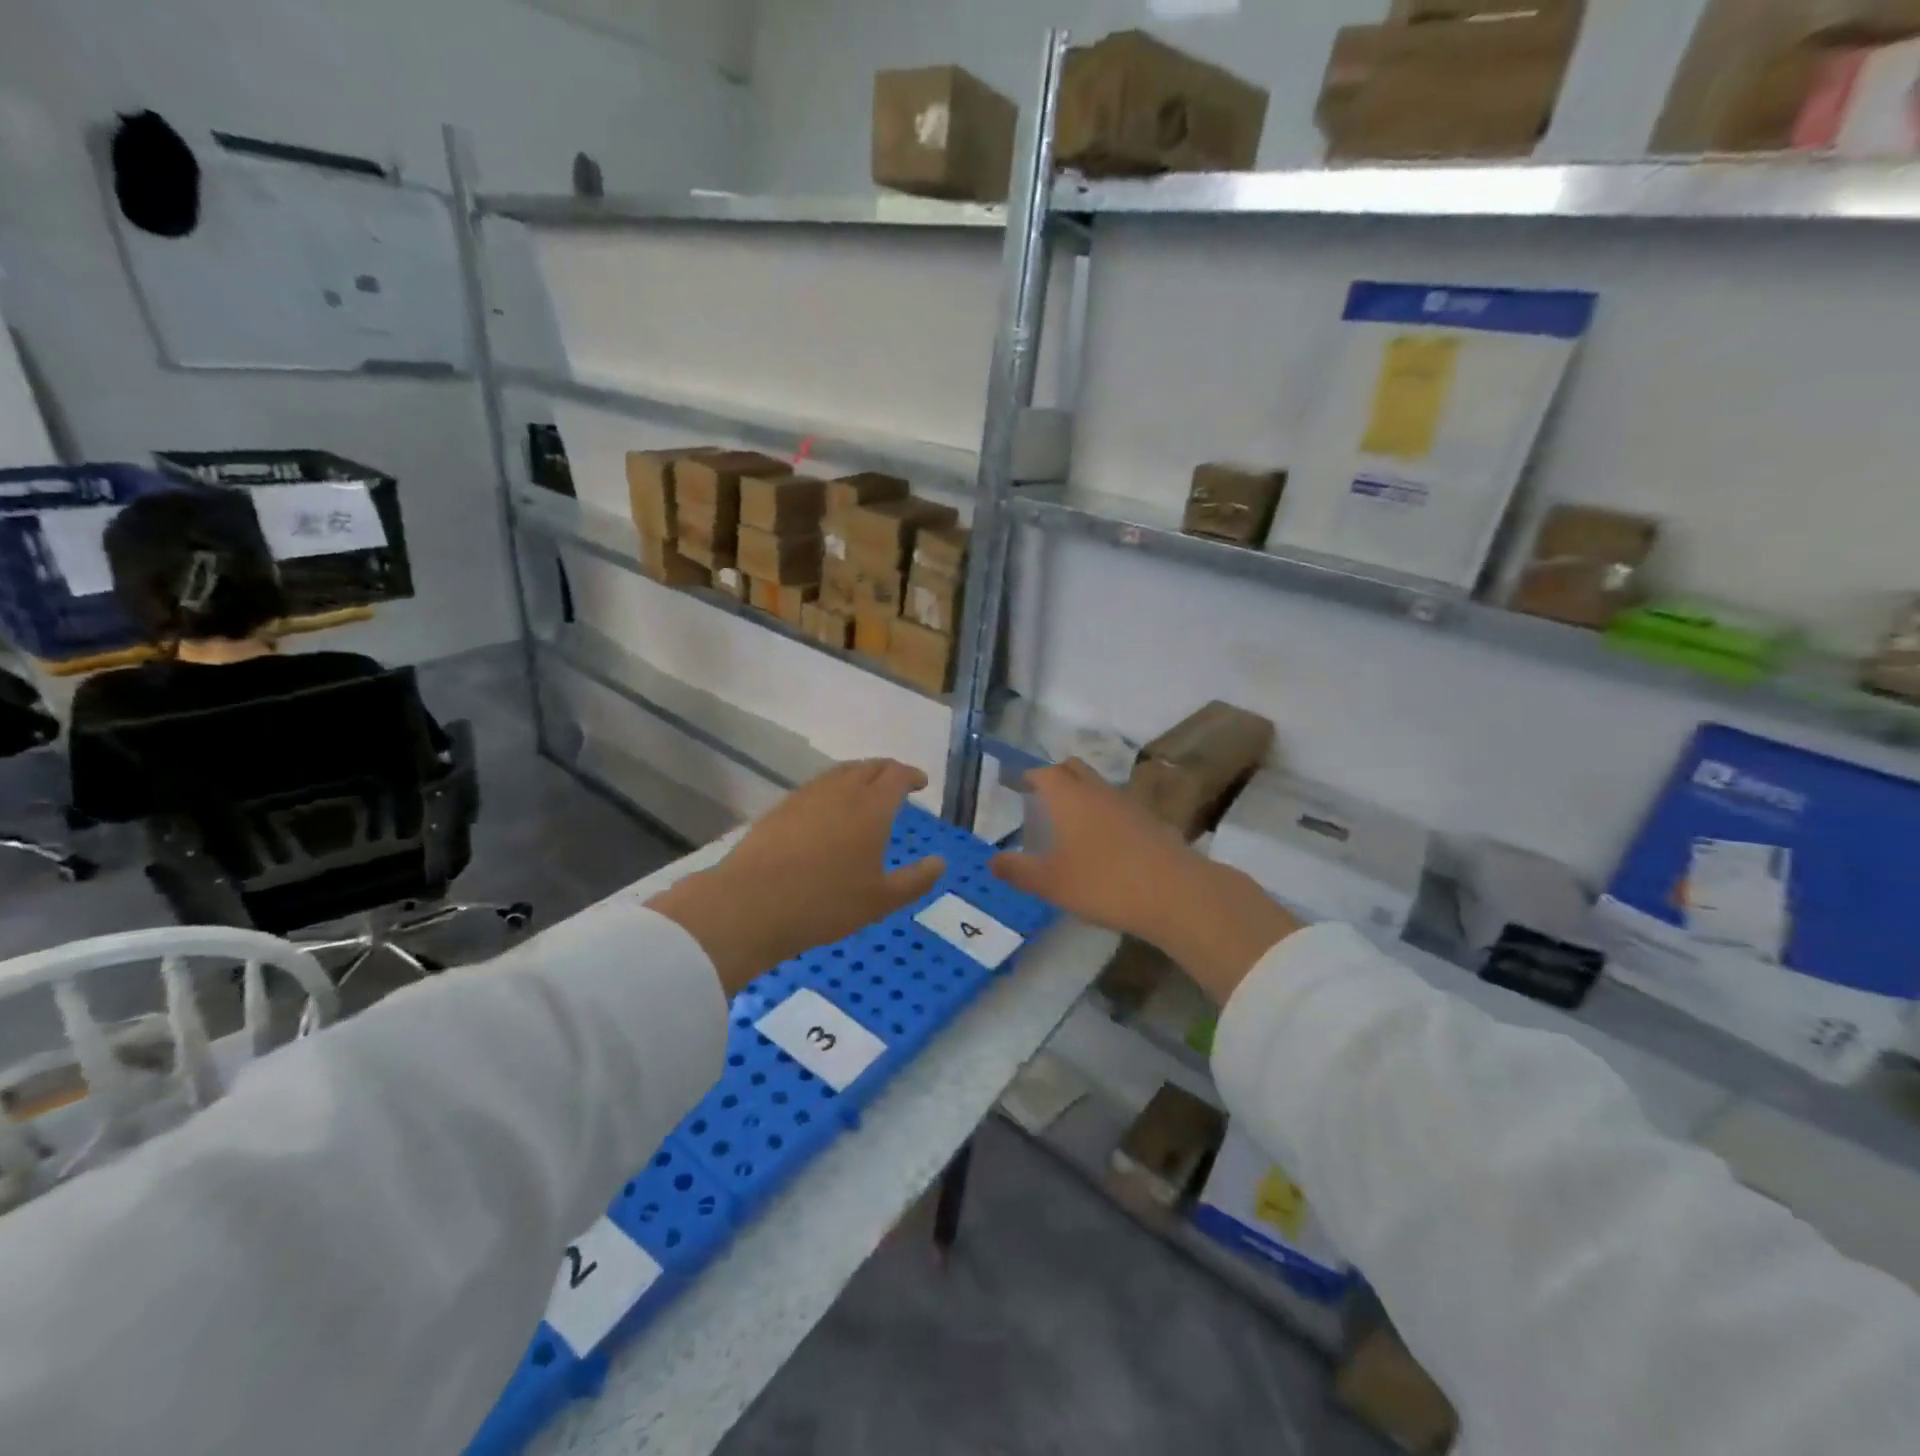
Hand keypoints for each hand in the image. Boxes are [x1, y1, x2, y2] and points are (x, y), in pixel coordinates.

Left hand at [649, 759, 945, 993]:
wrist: (751, 904)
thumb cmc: (825, 903)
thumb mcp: (880, 901)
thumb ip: (915, 881)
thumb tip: (940, 862)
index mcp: (871, 808)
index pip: (896, 776)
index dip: (911, 775)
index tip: (921, 782)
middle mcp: (840, 792)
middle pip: (868, 767)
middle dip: (887, 770)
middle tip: (897, 781)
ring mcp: (806, 796)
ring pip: (839, 773)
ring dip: (859, 774)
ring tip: (865, 790)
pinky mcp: (781, 808)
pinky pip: (816, 787)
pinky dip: (833, 788)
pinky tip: (828, 809)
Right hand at [990, 759, 1299, 1004]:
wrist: (1175, 893)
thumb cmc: (1104, 883)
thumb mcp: (1051, 883)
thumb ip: (1019, 871)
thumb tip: (992, 861)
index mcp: (1069, 798)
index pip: (1044, 773)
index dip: (1029, 776)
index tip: (1018, 785)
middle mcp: (1099, 792)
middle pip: (1074, 769)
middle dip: (1056, 776)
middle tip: (1042, 797)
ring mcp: (1130, 804)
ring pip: (1099, 787)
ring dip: (1083, 796)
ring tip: (1071, 822)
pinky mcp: (1152, 823)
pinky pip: (1120, 808)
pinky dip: (1106, 815)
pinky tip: (1105, 844)